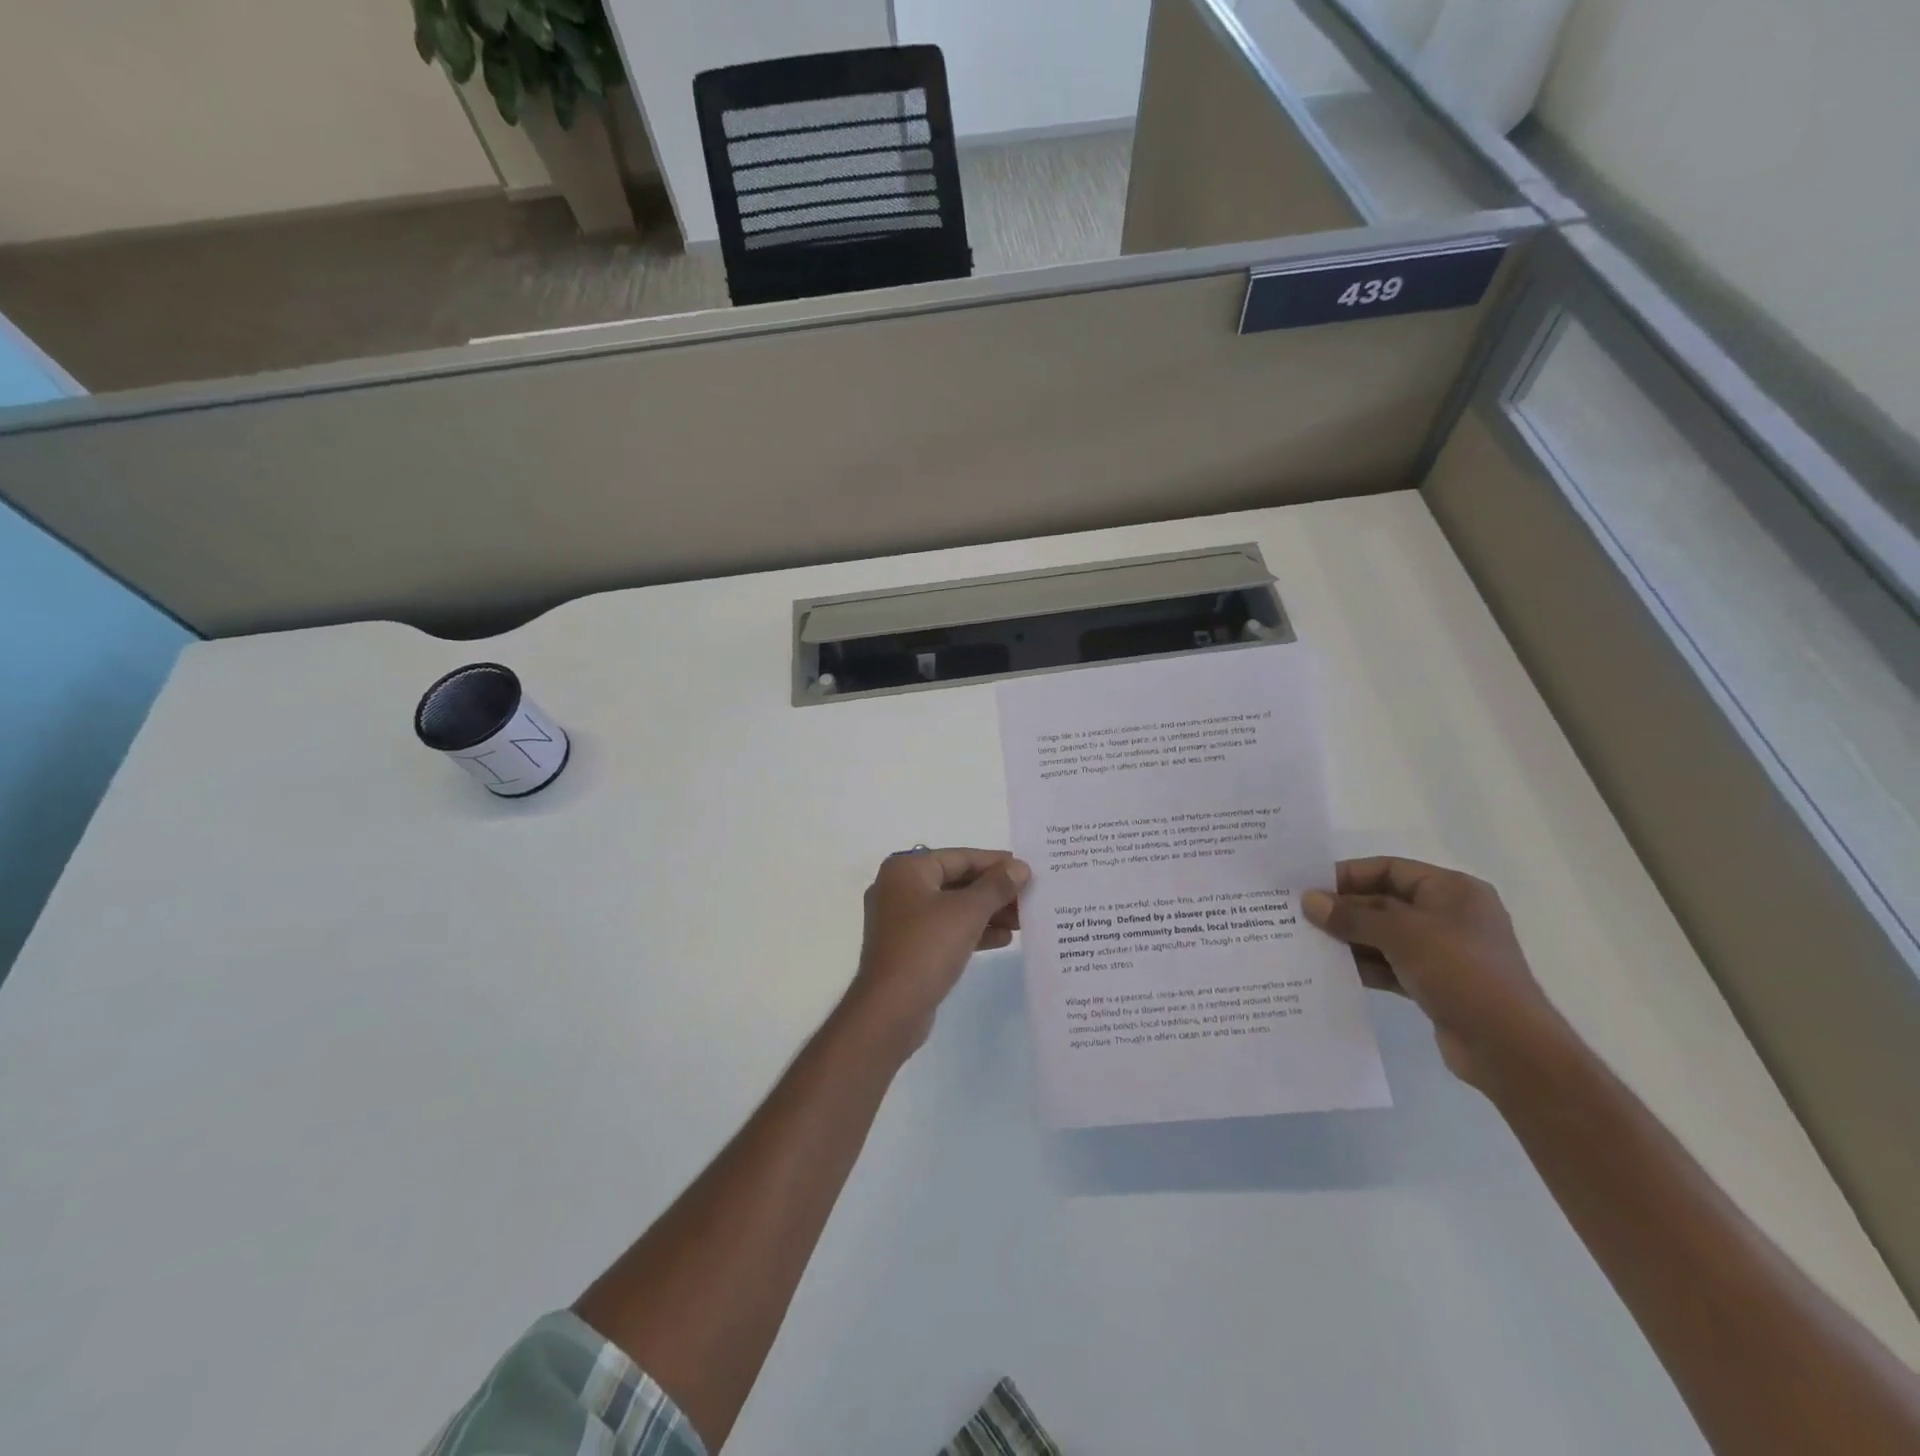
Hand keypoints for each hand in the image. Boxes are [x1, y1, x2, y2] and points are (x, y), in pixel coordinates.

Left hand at [846, 848, 1028, 1055]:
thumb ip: (996, 886)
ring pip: (953, 907)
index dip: (996, 863)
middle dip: (994, 891)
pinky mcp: (908, 948)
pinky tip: (1004, 939)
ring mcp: (902, 921)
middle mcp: (900, 889)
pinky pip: (946, 930)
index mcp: (906, 870)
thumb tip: (1020, 867)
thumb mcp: (967, 912)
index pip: (959, 857)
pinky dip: (973, 931)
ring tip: (1023, 920)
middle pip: (956, 881)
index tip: (1027, 869)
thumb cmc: (927, 948)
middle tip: (1029, 897)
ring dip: (988, 912)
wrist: (890, 1010)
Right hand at [1304, 857, 1567, 1090]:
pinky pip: (1390, 965)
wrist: (1510, 1049)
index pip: (1390, 869)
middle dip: (1344, 910)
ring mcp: (1443, 952)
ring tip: (1306, 943)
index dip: (1348, 875)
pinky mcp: (1435, 984)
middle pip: (1384, 902)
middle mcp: (1449, 915)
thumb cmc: (1461, 973)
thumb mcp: (1403, 935)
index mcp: (1452, 890)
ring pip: (1384, 936)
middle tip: (1299, 916)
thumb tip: (1308, 900)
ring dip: (1349, 939)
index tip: (1309, 887)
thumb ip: (1353, 916)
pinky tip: (1331, 971)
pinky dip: (1363, 966)